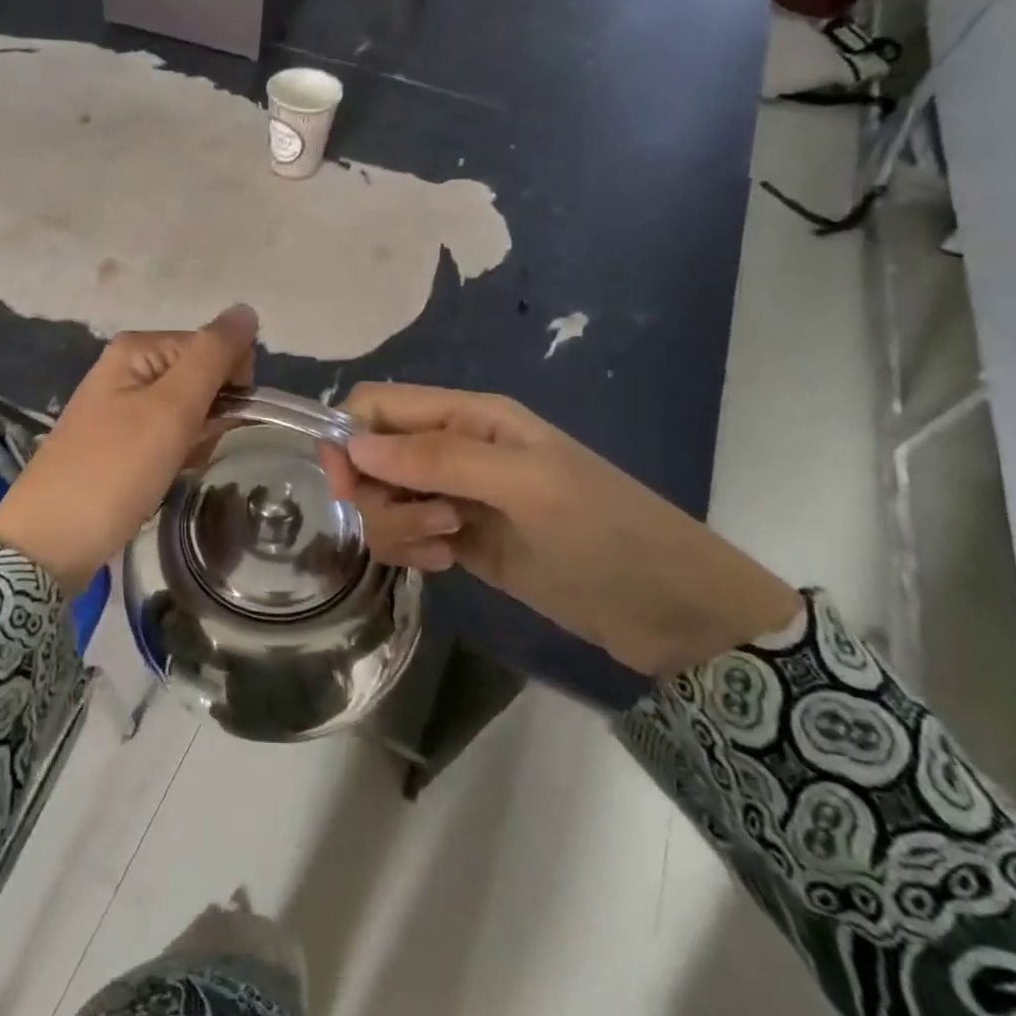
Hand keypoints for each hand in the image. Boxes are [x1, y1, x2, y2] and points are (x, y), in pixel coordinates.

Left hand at [0, 306, 258, 592]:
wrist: (49, 542)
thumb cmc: (114, 471)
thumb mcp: (170, 410)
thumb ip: (212, 356)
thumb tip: (247, 309)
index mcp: (138, 348)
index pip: (215, 346)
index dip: (230, 383)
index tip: (216, 423)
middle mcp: (128, 368)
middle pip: (202, 378)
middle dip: (211, 415)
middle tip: (189, 449)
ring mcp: (120, 405)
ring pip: (189, 412)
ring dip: (196, 440)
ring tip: (173, 468)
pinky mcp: (118, 439)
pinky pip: (168, 436)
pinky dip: (176, 456)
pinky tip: (162, 478)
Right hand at [322, 384, 802, 678]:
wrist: (670, 610)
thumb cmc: (604, 531)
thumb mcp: (525, 486)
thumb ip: (437, 460)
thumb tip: (352, 446)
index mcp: (468, 415)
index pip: (377, 404)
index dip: (348, 437)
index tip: (346, 487)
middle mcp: (452, 448)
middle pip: (371, 456)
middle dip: (377, 493)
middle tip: (425, 525)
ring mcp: (453, 495)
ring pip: (382, 499)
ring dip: (397, 526)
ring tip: (446, 547)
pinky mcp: (456, 538)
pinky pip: (403, 534)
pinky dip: (410, 549)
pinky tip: (446, 564)